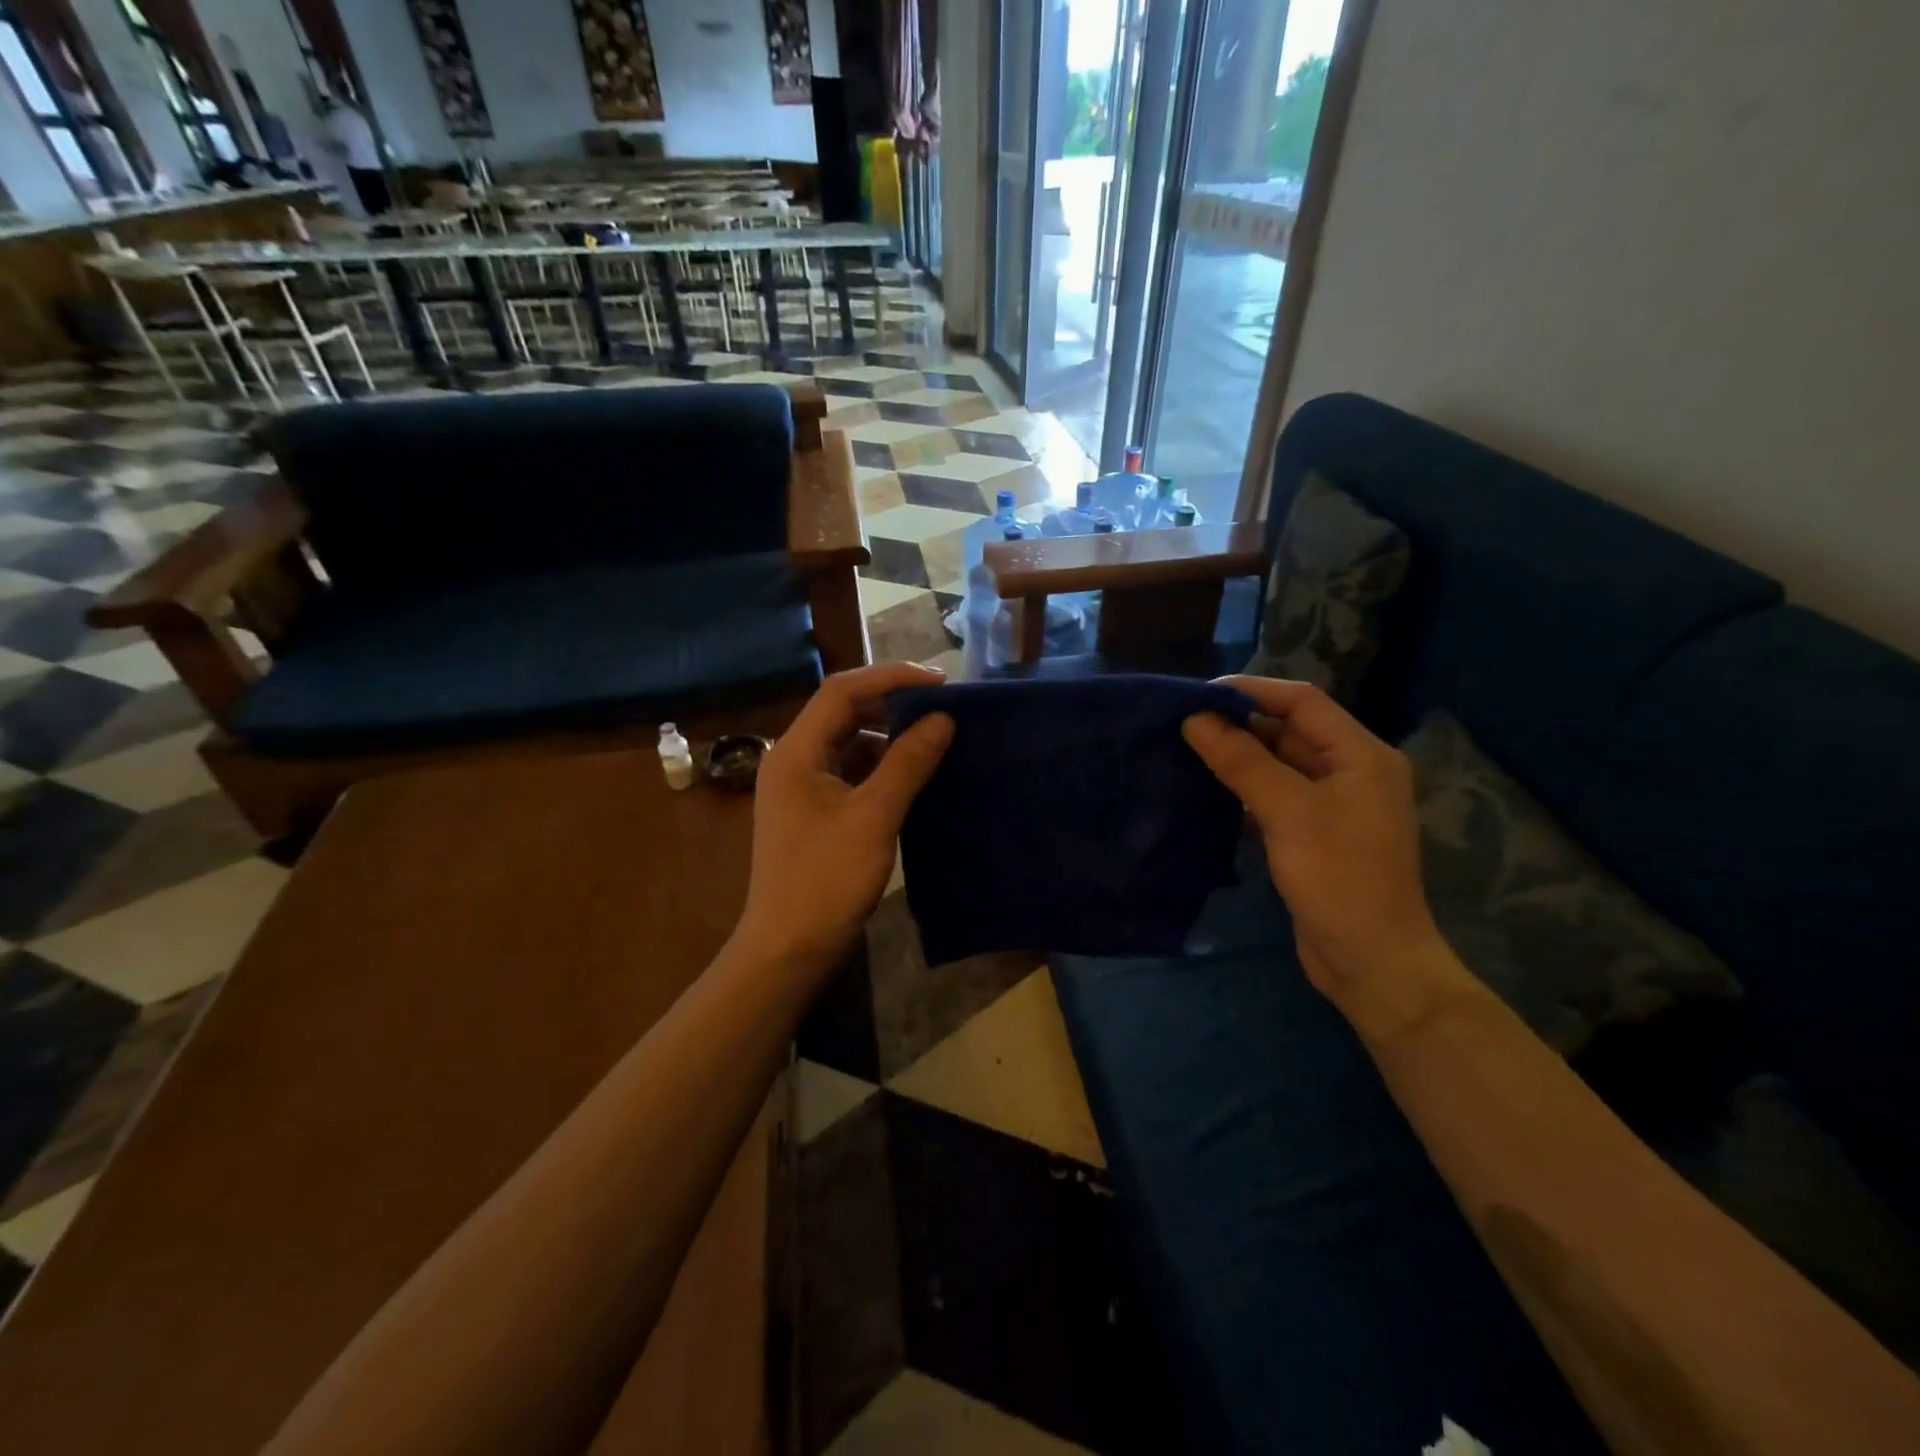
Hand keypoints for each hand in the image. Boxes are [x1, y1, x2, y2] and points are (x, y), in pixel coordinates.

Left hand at [733, 663, 954, 979]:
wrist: (789, 949)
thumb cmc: (826, 880)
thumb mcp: (873, 816)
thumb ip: (908, 762)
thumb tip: (942, 718)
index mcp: (796, 751)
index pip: (842, 691)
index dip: (891, 677)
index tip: (939, 682)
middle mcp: (794, 760)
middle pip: (844, 712)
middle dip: (892, 703)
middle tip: (941, 706)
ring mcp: (803, 787)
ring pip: (850, 743)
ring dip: (890, 736)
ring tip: (935, 736)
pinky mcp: (816, 812)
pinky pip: (852, 772)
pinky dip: (883, 766)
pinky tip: (915, 774)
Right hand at [1183, 677, 1468, 1039]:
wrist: (1370, 963)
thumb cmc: (1338, 879)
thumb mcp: (1288, 813)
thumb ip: (1242, 761)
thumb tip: (1195, 719)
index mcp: (1361, 755)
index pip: (1302, 701)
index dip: (1251, 691)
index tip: (1198, 695)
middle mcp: (1350, 771)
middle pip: (1289, 731)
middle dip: (1238, 724)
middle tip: (1182, 723)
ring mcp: (1332, 805)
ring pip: (1277, 764)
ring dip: (1237, 756)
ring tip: (1185, 749)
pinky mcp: (1312, 834)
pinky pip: (1274, 796)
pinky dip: (1242, 789)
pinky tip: (1205, 789)